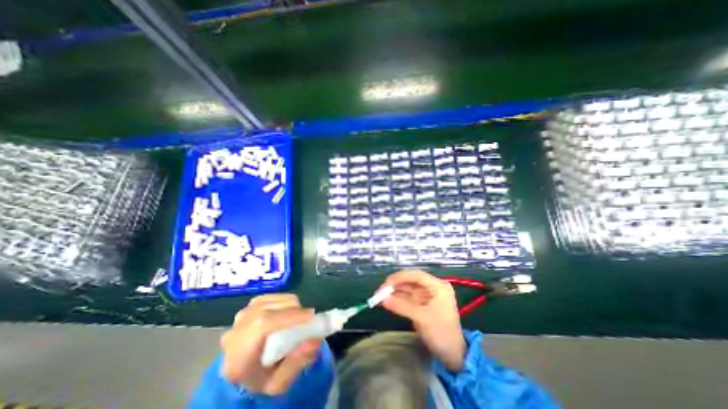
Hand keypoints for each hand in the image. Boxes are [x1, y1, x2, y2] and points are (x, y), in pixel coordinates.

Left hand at [219, 294, 320, 395]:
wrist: (243, 373)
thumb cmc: (262, 379)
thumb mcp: (279, 383)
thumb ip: (296, 363)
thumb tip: (315, 339)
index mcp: (238, 357)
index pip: (262, 325)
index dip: (289, 316)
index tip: (310, 316)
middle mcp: (235, 332)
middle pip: (267, 309)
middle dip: (293, 309)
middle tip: (308, 317)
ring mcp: (240, 317)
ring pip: (269, 300)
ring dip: (289, 304)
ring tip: (298, 315)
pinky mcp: (247, 308)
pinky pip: (269, 297)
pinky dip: (283, 300)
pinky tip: (288, 310)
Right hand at [382, 270, 465, 371]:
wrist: (452, 356)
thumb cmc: (442, 333)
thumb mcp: (422, 318)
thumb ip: (402, 306)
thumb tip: (383, 300)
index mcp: (438, 286)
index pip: (417, 276)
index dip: (401, 277)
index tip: (387, 282)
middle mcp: (431, 288)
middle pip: (410, 281)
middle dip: (395, 285)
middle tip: (380, 291)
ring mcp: (425, 296)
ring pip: (406, 290)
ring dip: (393, 293)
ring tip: (379, 297)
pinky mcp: (420, 305)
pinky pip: (406, 299)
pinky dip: (396, 300)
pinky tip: (385, 302)